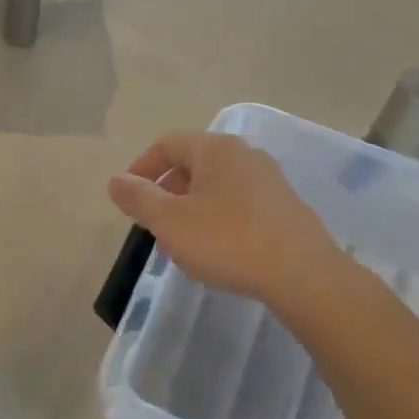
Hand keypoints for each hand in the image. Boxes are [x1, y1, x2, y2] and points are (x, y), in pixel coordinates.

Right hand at [107, 132, 344, 310]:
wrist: (302, 273)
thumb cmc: (228, 241)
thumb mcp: (170, 222)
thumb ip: (139, 198)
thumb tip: (116, 181)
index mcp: (215, 149)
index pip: (166, 144)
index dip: (140, 169)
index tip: (128, 201)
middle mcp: (244, 154)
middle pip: (191, 164)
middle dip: (165, 194)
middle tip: (153, 228)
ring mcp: (268, 179)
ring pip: (214, 187)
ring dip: (189, 211)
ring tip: (181, 246)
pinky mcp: (283, 205)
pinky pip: (237, 204)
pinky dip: (216, 220)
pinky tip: (216, 252)